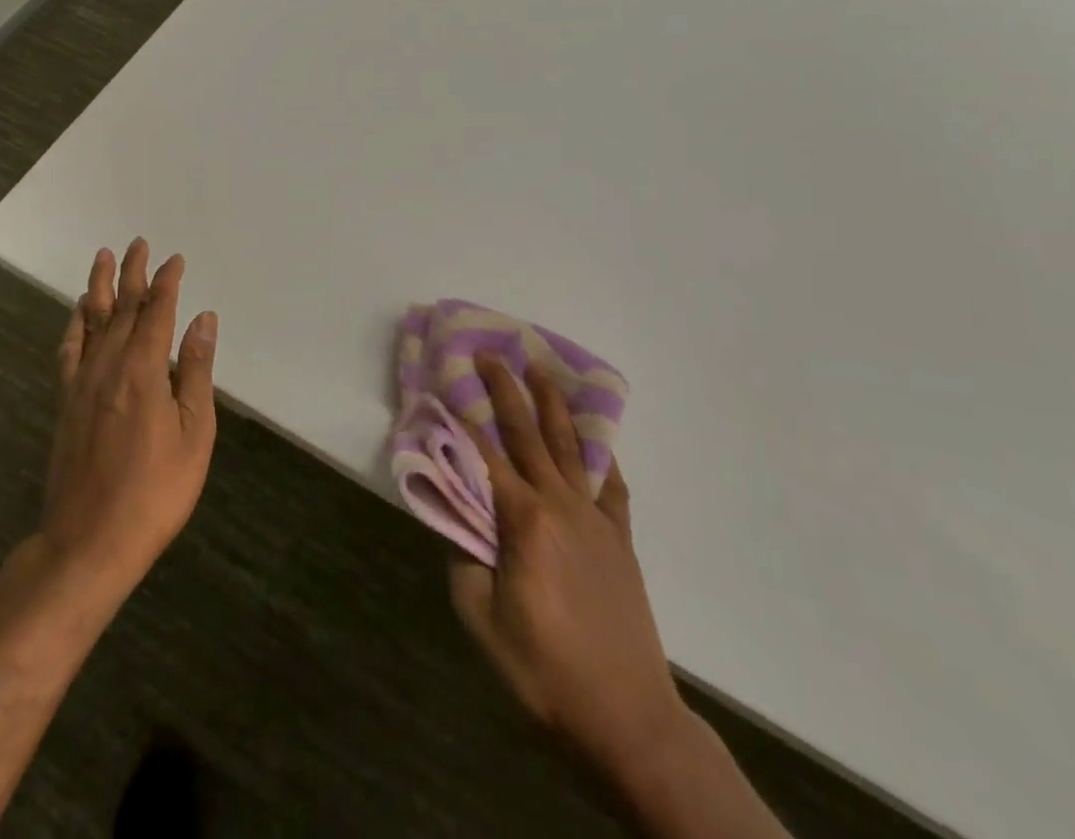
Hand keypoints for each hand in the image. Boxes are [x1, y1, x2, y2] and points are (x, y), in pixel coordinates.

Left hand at [40, 240, 217, 598]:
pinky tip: (78, 311)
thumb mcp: (194, 433)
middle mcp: (109, 364)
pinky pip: (69, 349)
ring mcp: (82, 382)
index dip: (167, 282)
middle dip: (132, 273)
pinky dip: (75, 324)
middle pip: (121, 306)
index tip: (176, 259)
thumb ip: (197, 371)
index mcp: (145, 369)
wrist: (89, 541)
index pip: (157, 310)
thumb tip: (204, 319)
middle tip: (138, 243)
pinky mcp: (66, 401)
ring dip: (99, 286)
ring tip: (104, 257)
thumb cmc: (155, 491)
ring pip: (91, 320)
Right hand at [451, 356, 687, 781]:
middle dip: (505, 390)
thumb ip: (463, 558)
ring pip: (570, 447)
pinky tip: (594, 441)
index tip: (446, 382)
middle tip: (489, 354)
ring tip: (539, 369)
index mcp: (523, 520)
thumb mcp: (482, 622)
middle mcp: (560, 505)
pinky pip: (610, 485)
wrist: (628, 719)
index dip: (462, 417)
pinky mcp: (620, 539)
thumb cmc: (544, 673)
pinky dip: (600, 456)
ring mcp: (595, 519)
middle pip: (527, 434)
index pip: (484, 455)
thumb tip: (455, 514)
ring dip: (552, 404)